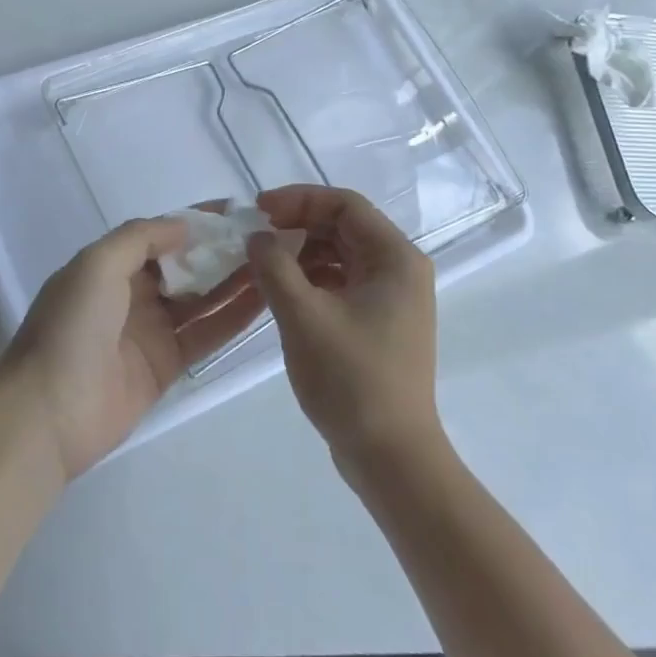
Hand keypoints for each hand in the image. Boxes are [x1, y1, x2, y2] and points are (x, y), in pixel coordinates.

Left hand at [2, 214, 265, 480]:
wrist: (48, 412)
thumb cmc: (71, 326)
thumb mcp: (97, 264)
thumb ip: (140, 237)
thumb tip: (184, 226)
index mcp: (111, 264)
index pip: (161, 233)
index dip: (197, 220)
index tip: (238, 209)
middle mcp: (133, 293)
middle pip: (185, 265)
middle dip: (221, 250)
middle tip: (268, 238)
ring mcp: (151, 330)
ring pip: (201, 298)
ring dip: (234, 281)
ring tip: (275, 263)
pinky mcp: (167, 365)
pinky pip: (205, 335)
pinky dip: (232, 318)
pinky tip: (264, 300)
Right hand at [247, 186, 443, 473]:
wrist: (390, 457)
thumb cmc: (350, 379)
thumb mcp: (303, 316)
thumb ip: (274, 266)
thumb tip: (258, 238)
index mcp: (395, 258)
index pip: (345, 205)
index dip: (299, 200)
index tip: (258, 210)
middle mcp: (400, 269)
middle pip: (344, 227)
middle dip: (297, 225)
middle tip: (256, 237)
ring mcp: (392, 298)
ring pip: (340, 255)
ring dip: (301, 253)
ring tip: (262, 265)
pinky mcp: (379, 322)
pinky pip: (342, 282)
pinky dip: (311, 279)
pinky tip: (282, 292)